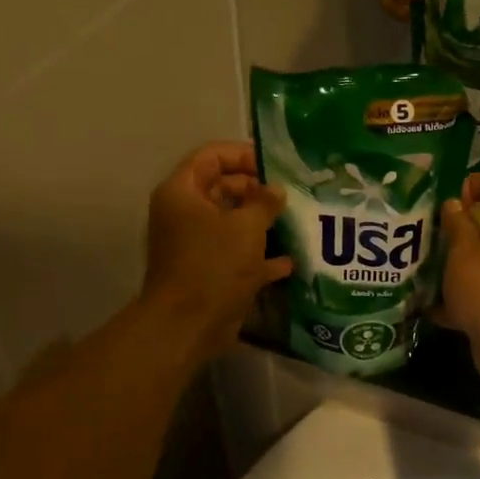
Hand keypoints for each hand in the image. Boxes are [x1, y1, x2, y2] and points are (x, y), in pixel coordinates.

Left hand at [142, 142, 291, 366]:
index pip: (211, 156)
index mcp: (183, 192)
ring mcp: (196, 244)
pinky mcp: (209, 272)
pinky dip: (260, 256)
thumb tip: (276, 190)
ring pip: (232, 223)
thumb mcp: (246, 226)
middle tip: (291, 195)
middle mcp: (185, 214)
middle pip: (223, 188)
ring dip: (262, 223)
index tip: (275, 166)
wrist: (188, 324)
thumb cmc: (214, 264)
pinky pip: (237, 255)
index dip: (243, 154)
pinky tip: (289, 261)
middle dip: (258, 191)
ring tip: (296, 221)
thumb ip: (264, 202)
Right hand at [436, 172, 479, 390]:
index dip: (472, 183)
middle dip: (457, 227)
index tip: (446, 199)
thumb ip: (457, 224)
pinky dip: (457, 296)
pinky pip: (478, 292)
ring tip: (423, 265)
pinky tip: (429, 304)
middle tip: (428, 232)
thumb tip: (454, 203)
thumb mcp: (463, 250)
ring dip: (454, 262)